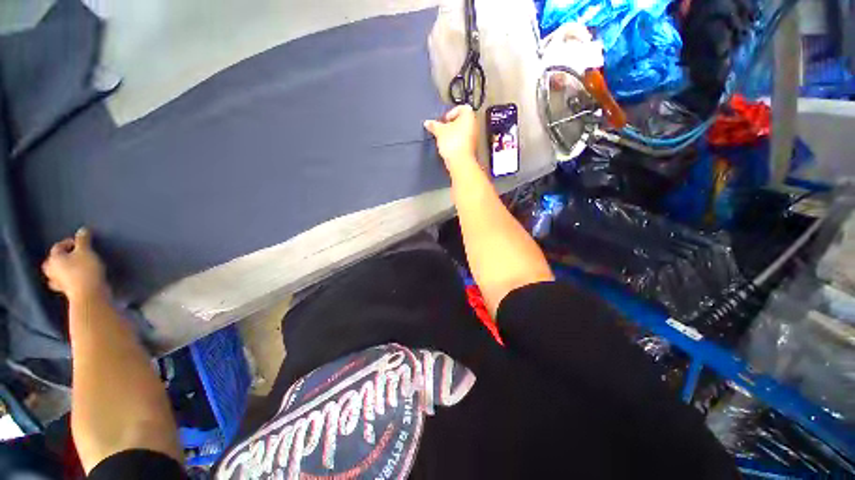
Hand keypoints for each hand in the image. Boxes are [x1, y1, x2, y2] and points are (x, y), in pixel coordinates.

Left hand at [42, 228, 107, 301]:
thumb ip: (83, 240)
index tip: (82, 242)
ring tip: (70, 267)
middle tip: (71, 255)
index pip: (58, 246)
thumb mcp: (86, 251)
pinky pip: (63, 283)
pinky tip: (72, 280)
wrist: (89, 294)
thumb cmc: (85, 270)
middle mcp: (52, 270)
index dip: (69, 242)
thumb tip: (83, 230)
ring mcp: (58, 282)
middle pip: (52, 261)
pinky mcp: (66, 291)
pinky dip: (66, 280)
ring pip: (55, 274)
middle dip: (60, 258)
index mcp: (54, 259)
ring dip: (60, 270)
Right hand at [424, 105, 478, 171]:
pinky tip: (449, 147)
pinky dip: (456, 142)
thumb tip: (428, 123)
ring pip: (462, 131)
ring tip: (444, 139)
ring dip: (453, 133)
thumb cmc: (452, 142)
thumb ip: (434, 125)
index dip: (451, 113)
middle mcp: (474, 125)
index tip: (444, 120)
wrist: (460, 161)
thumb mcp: (439, 131)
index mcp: (469, 116)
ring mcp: (474, 137)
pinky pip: (463, 141)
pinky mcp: (471, 147)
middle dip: (451, 124)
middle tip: (443, 129)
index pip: (461, 108)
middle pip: (462, 120)